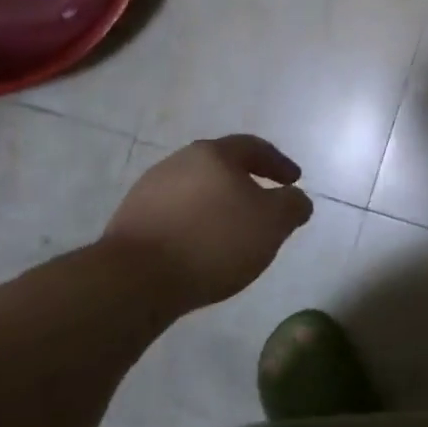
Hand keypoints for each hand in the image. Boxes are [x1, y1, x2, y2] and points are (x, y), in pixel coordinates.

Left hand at [105, 135, 313, 307]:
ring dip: (218, 205)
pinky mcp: (131, 220)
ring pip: (196, 191)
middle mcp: (178, 162)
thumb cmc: (215, 240)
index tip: (294, 181)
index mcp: (214, 154)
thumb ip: (293, 205)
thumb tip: (296, 199)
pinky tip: (203, 248)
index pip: (253, 147)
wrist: (136, 279)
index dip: (278, 163)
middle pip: (221, 166)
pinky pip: (175, 215)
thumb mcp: (273, 223)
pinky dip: (195, 224)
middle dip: (246, 183)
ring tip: (234, 231)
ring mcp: (149, 190)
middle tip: (265, 204)